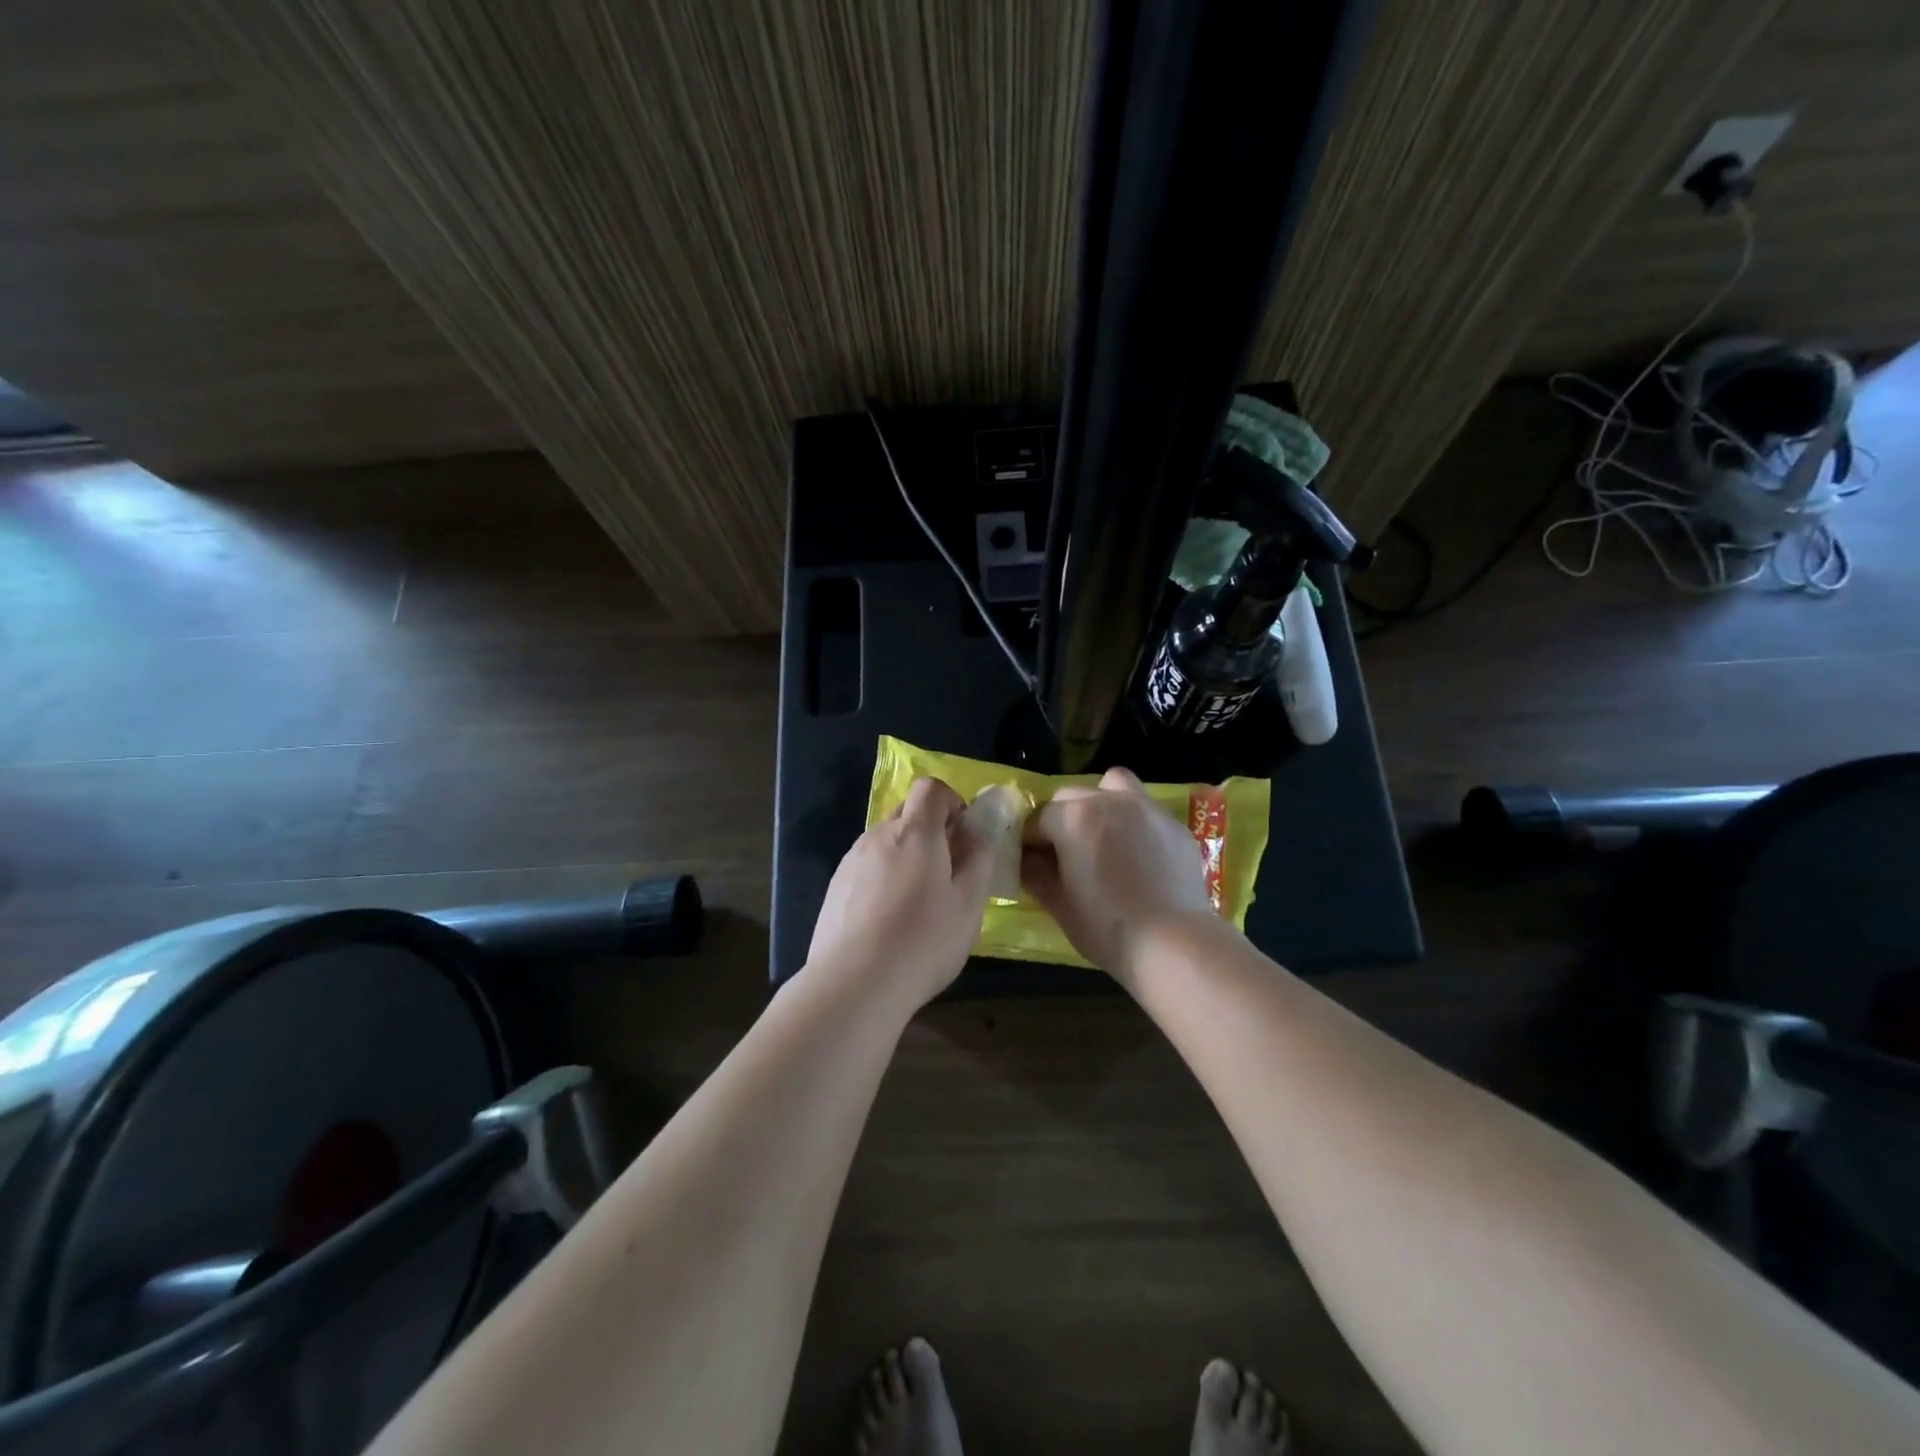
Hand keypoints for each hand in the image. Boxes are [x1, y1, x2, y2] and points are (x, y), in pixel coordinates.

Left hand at [805, 776, 992, 1011]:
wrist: (853, 984)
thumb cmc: (923, 941)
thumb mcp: (969, 903)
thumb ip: (979, 859)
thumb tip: (978, 831)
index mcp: (914, 832)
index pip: (930, 788)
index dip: (951, 801)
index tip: (963, 833)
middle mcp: (878, 836)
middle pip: (906, 812)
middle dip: (930, 828)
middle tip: (947, 870)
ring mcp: (851, 861)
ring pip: (885, 841)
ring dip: (905, 855)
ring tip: (918, 901)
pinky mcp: (835, 888)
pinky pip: (866, 867)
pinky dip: (883, 877)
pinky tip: (889, 920)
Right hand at [1021, 765, 1214, 984]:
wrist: (1173, 943)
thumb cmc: (1106, 926)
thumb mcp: (1058, 904)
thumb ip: (1035, 873)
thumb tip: (1026, 860)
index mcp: (1073, 817)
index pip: (1038, 818)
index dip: (1030, 840)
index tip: (1031, 861)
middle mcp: (1109, 801)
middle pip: (1072, 796)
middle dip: (1062, 818)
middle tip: (1065, 852)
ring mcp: (1147, 808)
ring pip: (1114, 785)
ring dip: (1101, 802)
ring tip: (1104, 835)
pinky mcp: (1174, 824)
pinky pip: (1145, 809)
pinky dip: (1134, 822)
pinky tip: (1139, 855)